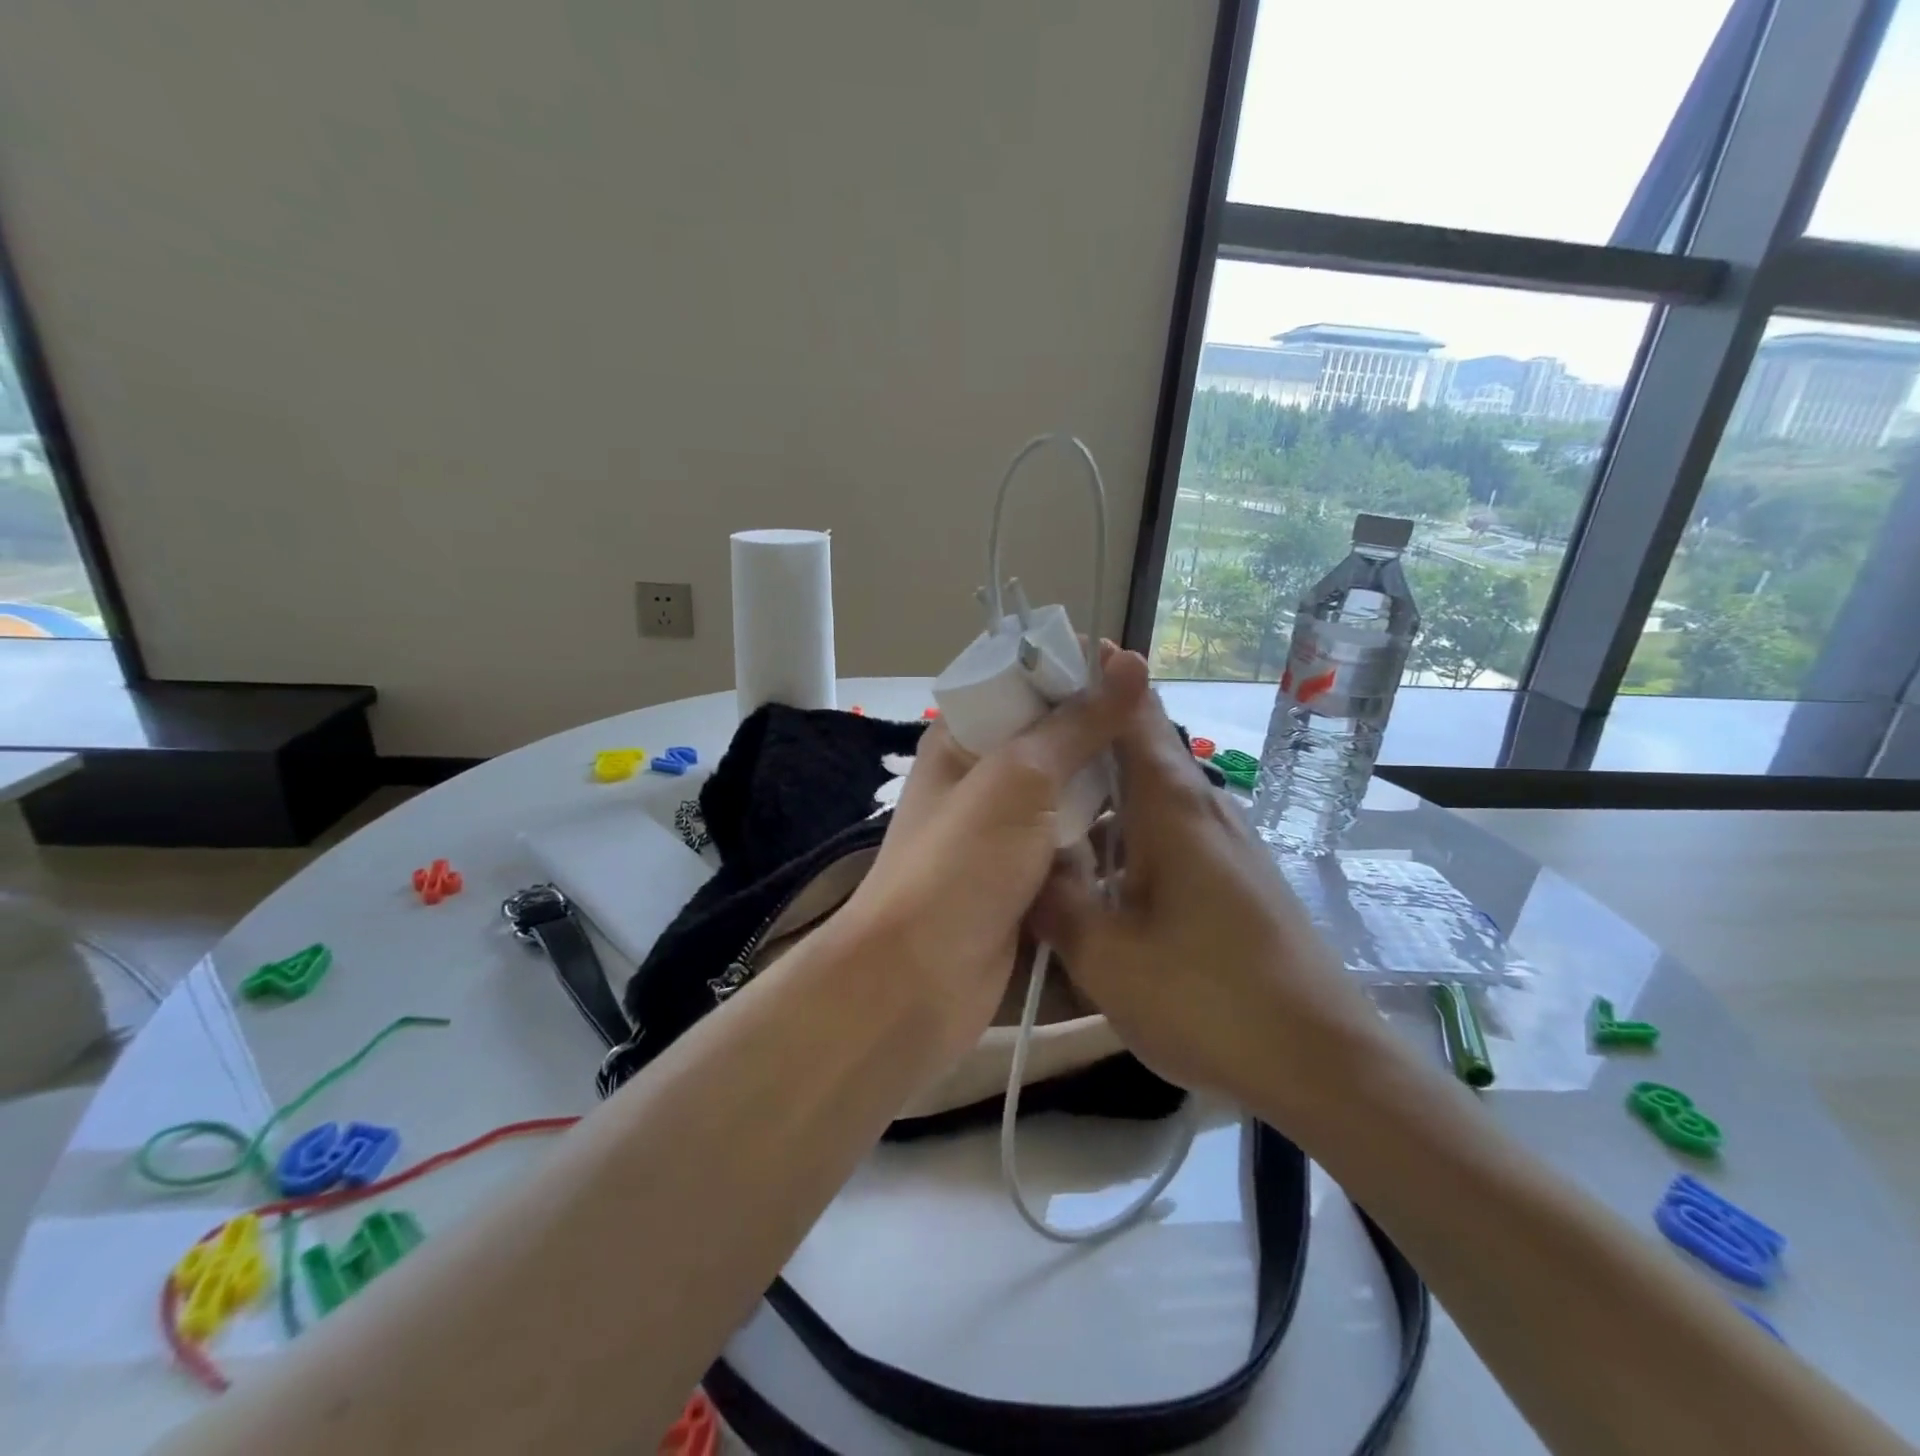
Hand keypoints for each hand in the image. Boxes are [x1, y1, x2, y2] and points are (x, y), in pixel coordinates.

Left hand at [838, 648, 1148, 1064]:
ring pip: (1068, 803)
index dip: (1073, 676)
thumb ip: (1075, 725)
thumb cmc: (961, 865)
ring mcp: (1003, 840)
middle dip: (1102, 741)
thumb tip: (1128, 661)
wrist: (918, 982)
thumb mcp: (1018, 780)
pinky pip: (1072, 854)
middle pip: (1051, 748)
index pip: (1021, 689)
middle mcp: (982, 785)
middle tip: (1167, 734)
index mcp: (963, 744)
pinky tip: (1155, 838)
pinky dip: (1104, 846)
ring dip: (1110, 797)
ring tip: (1174, 782)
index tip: (1136, 675)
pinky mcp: (1025, 887)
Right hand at [1030, 687, 1387, 1112]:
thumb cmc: (1209, 999)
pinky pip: (1166, 835)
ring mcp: (1223, 844)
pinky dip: (1125, 836)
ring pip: (1148, 798)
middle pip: (1137, 750)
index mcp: (1171, 807)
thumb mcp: (1106, 956)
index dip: (1100, 676)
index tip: (1052, 658)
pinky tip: (1096, 875)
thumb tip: (1027, 862)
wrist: (1323, 1063)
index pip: (1135, 712)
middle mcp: (1202, 809)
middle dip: (1081, 740)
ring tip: (1043, 811)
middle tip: (1020, 746)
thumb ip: (1057, 900)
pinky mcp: (1233, 878)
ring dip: (1101, 796)